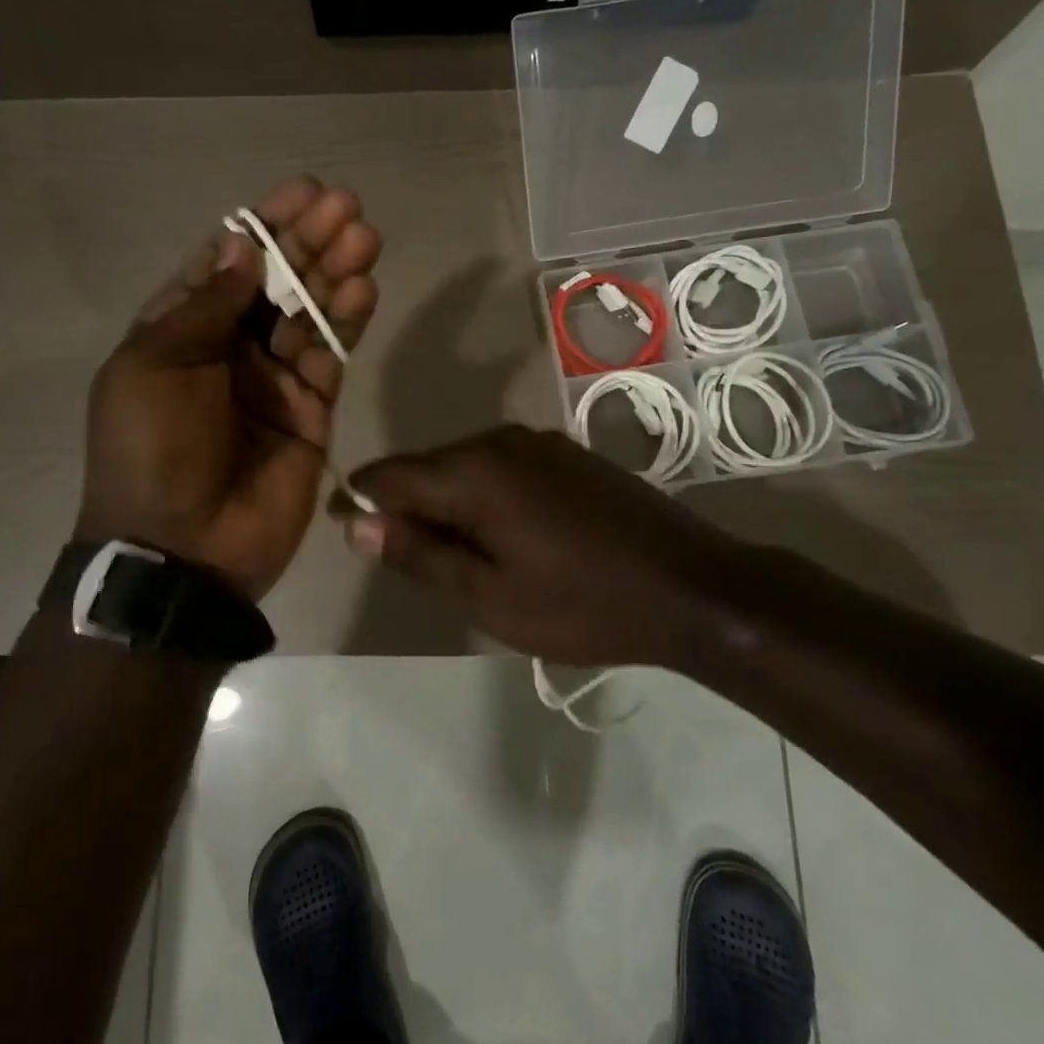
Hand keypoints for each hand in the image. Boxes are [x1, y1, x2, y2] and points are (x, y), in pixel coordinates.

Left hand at [78, 177, 380, 600]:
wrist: (182, 548)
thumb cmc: (152, 448)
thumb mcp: (155, 365)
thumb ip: (206, 306)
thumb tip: (243, 245)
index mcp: (179, 331)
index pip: (227, 262)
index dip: (263, 225)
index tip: (301, 191)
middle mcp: (228, 347)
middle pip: (275, 281)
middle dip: (309, 241)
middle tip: (347, 206)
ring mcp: (272, 379)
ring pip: (309, 313)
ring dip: (335, 273)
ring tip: (365, 237)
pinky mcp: (311, 410)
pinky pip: (332, 356)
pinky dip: (347, 322)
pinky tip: (364, 288)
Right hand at [332, 425, 749, 667]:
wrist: (692, 587)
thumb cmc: (582, 603)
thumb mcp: (488, 596)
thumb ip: (418, 554)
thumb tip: (358, 522)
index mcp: (472, 470)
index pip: (388, 474)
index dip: (361, 502)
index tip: (350, 534)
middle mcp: (499, 440)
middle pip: (427, 467)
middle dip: (408, 509)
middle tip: (411, 564)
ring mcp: (539, 443)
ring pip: (466, 468)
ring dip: (449, 506)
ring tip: (459, 559)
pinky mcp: (567, 455)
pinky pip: (502, 469)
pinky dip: (486, 499)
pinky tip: (506, 538)